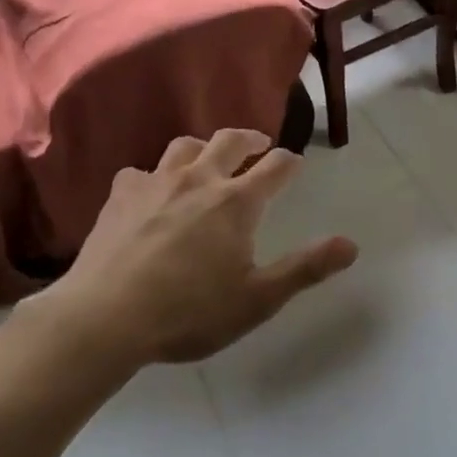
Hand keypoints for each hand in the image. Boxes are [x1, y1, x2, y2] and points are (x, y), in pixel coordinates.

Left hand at [38, 129, 358, 364]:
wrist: (105, 318)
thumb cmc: (189, 311)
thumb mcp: (257, 299)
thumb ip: (305, 268)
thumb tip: (351, 245)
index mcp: (237, 201)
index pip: (275, 167)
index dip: (289, 162)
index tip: (295, 163)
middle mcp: (200, 179)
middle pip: (230, 140)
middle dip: (250, 138)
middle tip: (258, 143)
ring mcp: (156, 182)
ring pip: (185, 146)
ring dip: (203, 148)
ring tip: (207, 159)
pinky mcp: (120, 195)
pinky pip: (141, 172)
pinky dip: (153, 176)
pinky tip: (150, 192)